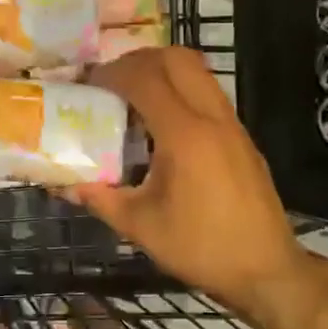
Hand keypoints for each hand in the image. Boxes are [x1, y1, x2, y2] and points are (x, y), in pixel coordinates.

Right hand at [67, 48, 306, 320]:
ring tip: (134, 99)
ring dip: (164, 72)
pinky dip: (182, 92)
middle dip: (139, 60)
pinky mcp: (243, 138)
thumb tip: (62, 185)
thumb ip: (99, 198)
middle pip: (177, 58)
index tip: (87, 84)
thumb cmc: (200, 248)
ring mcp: (233, 125)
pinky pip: (209, 95)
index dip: (112, 73)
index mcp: (184, 135)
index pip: (145, 79)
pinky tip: (163, 127)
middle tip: (112, 81)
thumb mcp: (140, 226)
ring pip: (198, 72)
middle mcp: (212, 118)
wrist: (265, 270)